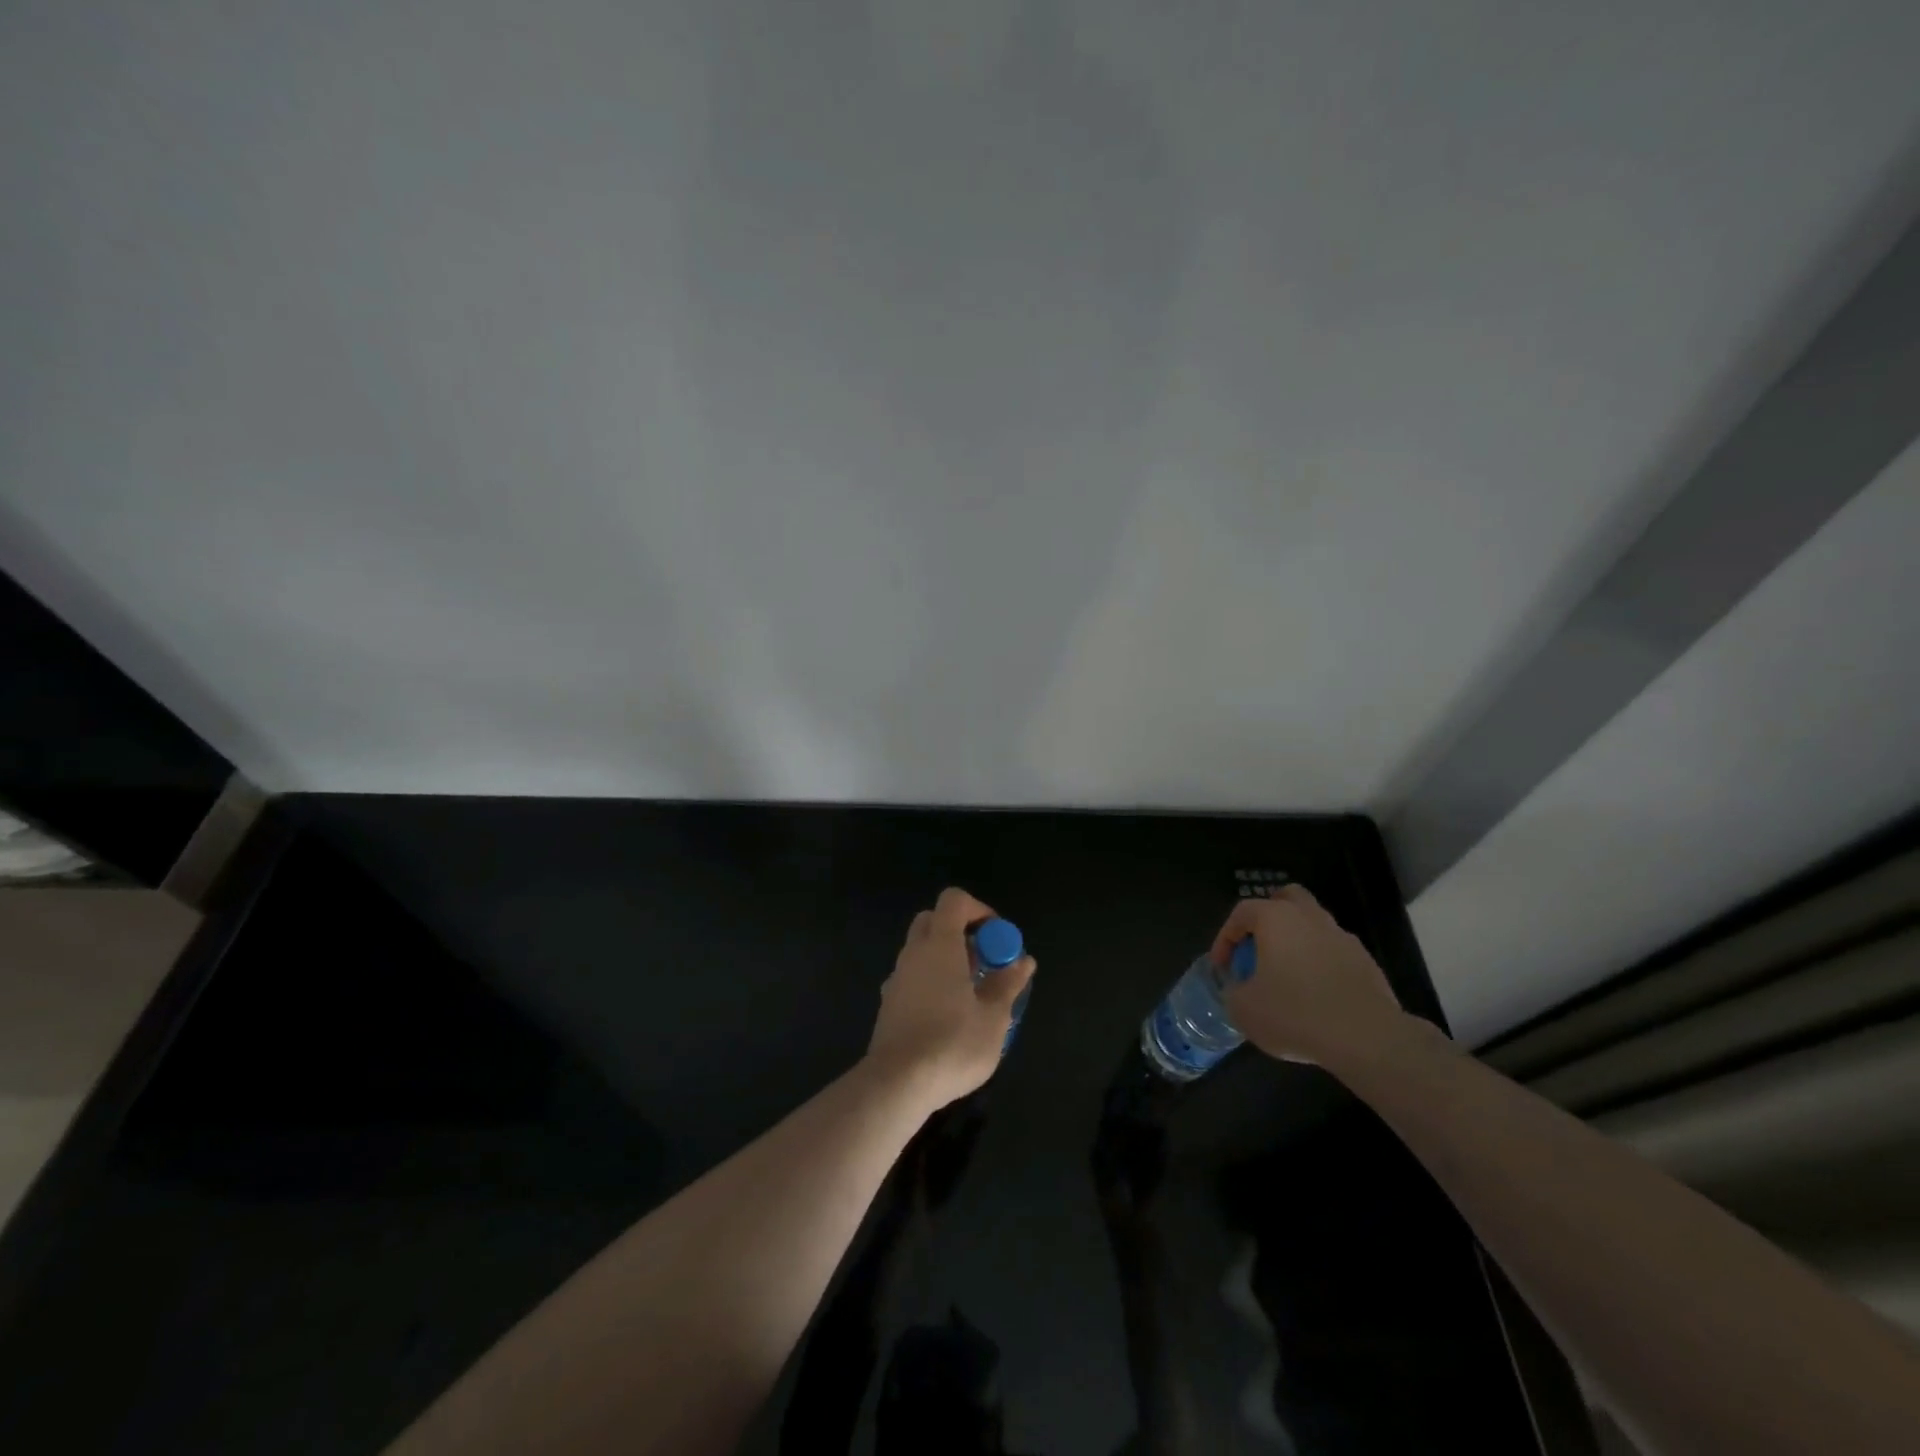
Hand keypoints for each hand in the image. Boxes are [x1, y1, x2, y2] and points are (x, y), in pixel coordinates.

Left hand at [866, 887, 1035, 1111]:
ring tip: (971, 993)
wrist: (897, 1084)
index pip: (954, 900)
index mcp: (940, 944)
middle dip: (961, 932)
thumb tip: (1023, 961)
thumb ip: (1007, 984)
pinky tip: (947, 1015)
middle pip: (934, 920)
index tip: (997, 938)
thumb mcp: (993, 1017)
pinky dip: (931, 980)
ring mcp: (897, 977)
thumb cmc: (952, 1044)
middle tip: (984, 961)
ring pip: (921, 950)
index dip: (979, 910)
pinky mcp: (889, 1003)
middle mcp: (914, 952)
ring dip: (946, 958)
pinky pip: (913, 976)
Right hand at [1215, 885, 1412, 1071]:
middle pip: (1287, 899)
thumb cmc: (1294, 1014)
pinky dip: (1322, 965)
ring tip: (1287, 975)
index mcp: (1276, 918)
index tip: (1222, 967)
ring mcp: (1343, 938)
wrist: (1367, 1039)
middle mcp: (1310, 918)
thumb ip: (1233, 991)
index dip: (1225, 938)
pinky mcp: (1367, 963)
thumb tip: (1239, 988)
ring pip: (1314, 925)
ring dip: (1298, 942)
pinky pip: (1335, 953)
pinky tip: (1318, 995)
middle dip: (1269, 917)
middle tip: (1258, 947)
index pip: (1241, 913)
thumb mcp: (1243, 1008)